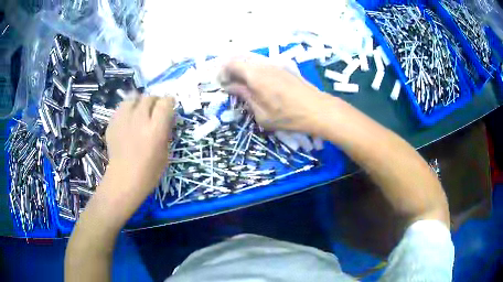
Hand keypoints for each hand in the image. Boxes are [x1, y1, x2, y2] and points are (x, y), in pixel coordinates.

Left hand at [105, 95, 174, 194]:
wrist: (124, 180)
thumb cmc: (149, 171)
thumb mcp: (165, 153)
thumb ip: (165, 131)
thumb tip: (165, 118)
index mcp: (155, 129)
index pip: (165, 102)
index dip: (169, 101)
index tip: (169, 105)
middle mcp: (139, 119)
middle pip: (149, 97)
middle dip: (154, 101)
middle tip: (154, 110)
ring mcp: (123, 120)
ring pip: (133, 97)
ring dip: (139, 102)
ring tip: (139, 110)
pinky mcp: (112, 123)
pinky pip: (121, 108)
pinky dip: (127, 110)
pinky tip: (128, 120)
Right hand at [219, 60, 330, 133]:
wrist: (316, 109)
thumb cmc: (287, 115)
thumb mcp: (260, 113)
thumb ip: (244, 96)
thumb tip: (231, 87)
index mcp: (254, 74)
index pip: (231, 64)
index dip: (222, 73)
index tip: (222, 85)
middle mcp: (263, 64)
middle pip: (240, 59)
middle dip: (231, 70)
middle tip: (231, 85)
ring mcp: (275, 63)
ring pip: (252, 61)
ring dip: (243, 70)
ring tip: (244, 86)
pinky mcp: (283, 66)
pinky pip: (262, 64)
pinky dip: (255, 70)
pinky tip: (259, 84)